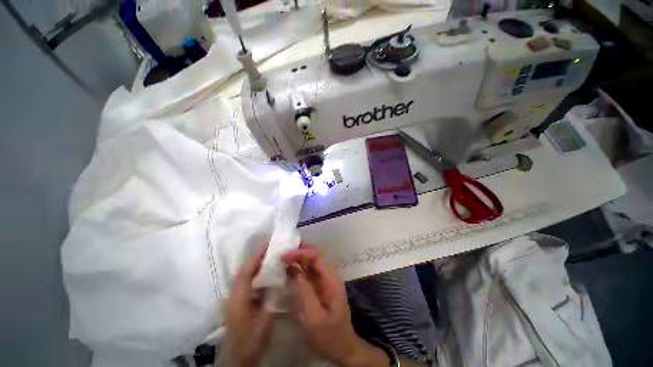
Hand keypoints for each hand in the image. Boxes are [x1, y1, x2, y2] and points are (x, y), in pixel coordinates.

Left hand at [223, 246, 273, 366]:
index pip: (245, 272)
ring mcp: (234, 299)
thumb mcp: (265, 322)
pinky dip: (256, 275)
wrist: (236, 360)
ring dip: (256, 265)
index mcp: (238, 299)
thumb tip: (278, 278)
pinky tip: (267, 275)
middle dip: (256, 258)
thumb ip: (271, 299)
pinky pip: (247, 284)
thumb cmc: (251, 341)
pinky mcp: (237, 303)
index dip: (256, 257)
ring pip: (244, 277)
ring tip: (271, 257)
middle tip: (271, 248)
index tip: (268, 245)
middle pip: (243, 271)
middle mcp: (233, 296)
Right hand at [281, 245, 388, 366]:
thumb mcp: (314, 317)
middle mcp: (330, 276)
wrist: (342, 347)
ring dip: (299, 257)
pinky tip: (290, 269)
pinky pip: (310, 271)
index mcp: (331, 280)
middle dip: (300, 251)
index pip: (317, 256)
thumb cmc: (329, 335)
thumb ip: (305, 292)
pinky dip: (300, 267)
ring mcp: (326, 280)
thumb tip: (294, 270)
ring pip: (313, 262)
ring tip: (284, 257)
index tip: (285, 256)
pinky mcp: (321, 286)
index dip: (301, 253)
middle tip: (283, 252)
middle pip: (316, 255)